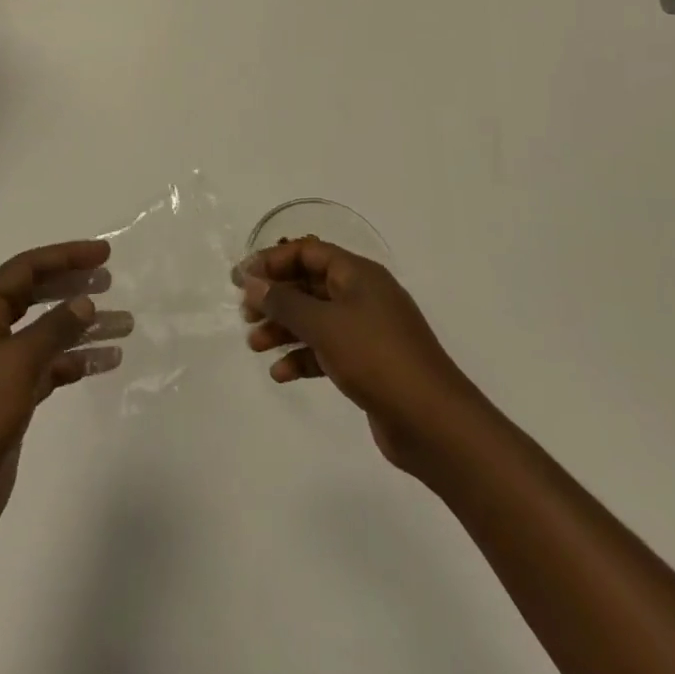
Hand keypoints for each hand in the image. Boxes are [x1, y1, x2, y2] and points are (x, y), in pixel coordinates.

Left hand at [0, 240, 129, 558]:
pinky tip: (107, 360)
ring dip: (83, 328)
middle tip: (111, 282)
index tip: (104, 255)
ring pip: (46, 334)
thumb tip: (85, 302)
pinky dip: (76, 362)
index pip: (25, 270)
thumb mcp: (16, 363)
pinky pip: (49, 368)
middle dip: (73, 287)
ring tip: (124, 324)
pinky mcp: (10, 400)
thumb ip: (54, 328)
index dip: (65, 256)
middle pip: (36, 297)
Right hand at [239, 238, 476, 476]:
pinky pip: (326, 350)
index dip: (273, 261)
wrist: (433, 422)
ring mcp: (366, 331)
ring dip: (283, 329)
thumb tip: (252, 280)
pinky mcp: (367, 364)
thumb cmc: (376, 358)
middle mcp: (362, 295)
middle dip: (275, 297)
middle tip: (244, 313)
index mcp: (358, 274)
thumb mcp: (324, 325)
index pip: (308, 251)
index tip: (241, 277)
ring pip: (315, 319)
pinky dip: (303, 357)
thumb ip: (285, 302)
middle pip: (309, 285)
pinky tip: (280, 374)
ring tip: (254, 345)